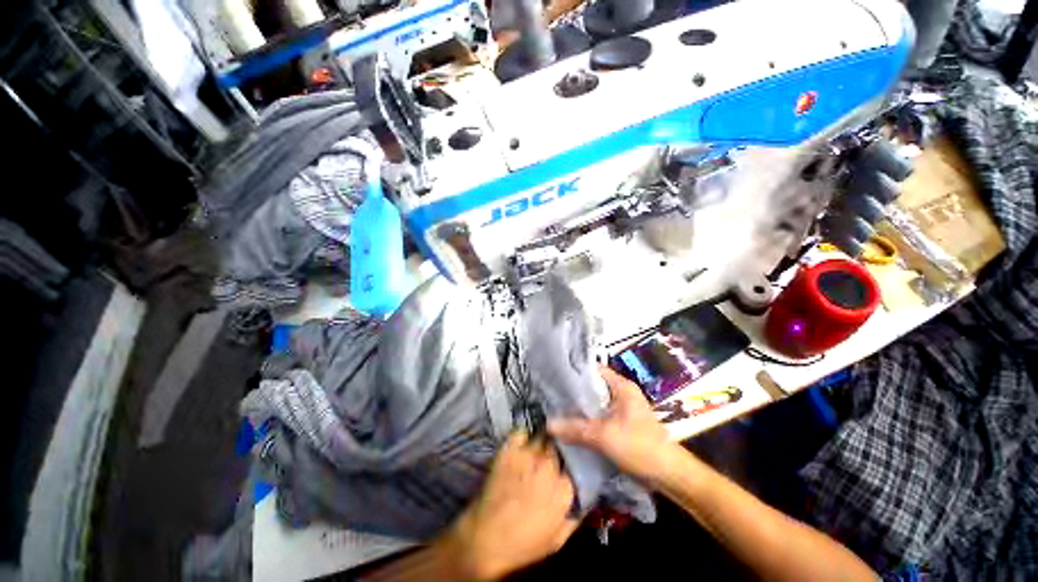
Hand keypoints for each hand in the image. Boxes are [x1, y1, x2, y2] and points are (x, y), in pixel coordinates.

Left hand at [442, 431, 578, 579]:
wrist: (485, 540)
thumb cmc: (523, 545)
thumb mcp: (558, 540)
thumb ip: (575, 516)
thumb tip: (584, 499)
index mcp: (563, 489)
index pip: (575, 464)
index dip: (569, 466)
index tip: (565, 470)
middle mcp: (548, 467)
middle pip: (558, 446)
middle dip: (557, 451)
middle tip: (551, 459)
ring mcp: (527, 455)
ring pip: (542, 436)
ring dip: (542, 442)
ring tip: (538, 448)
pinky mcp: (509, 450)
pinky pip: (520, 432)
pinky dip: (522, 435)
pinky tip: (521, 444)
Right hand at [549, 366, 676, 483]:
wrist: (669, 475)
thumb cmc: (639, 446)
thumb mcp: (604, 436)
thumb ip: (575, 429)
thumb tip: (548, 424)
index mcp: (622, 386)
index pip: (594, 369)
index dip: (575, 371)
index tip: (554, 374)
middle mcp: (622, 393)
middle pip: (593, 386)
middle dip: (574, 391)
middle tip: (551, 392)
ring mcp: (622, 409)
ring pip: (596, 403)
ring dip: (580, 407)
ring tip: (556, 406)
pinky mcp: (622, 424)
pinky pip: (600, 416)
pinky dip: (587, 419)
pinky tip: (571, 424)